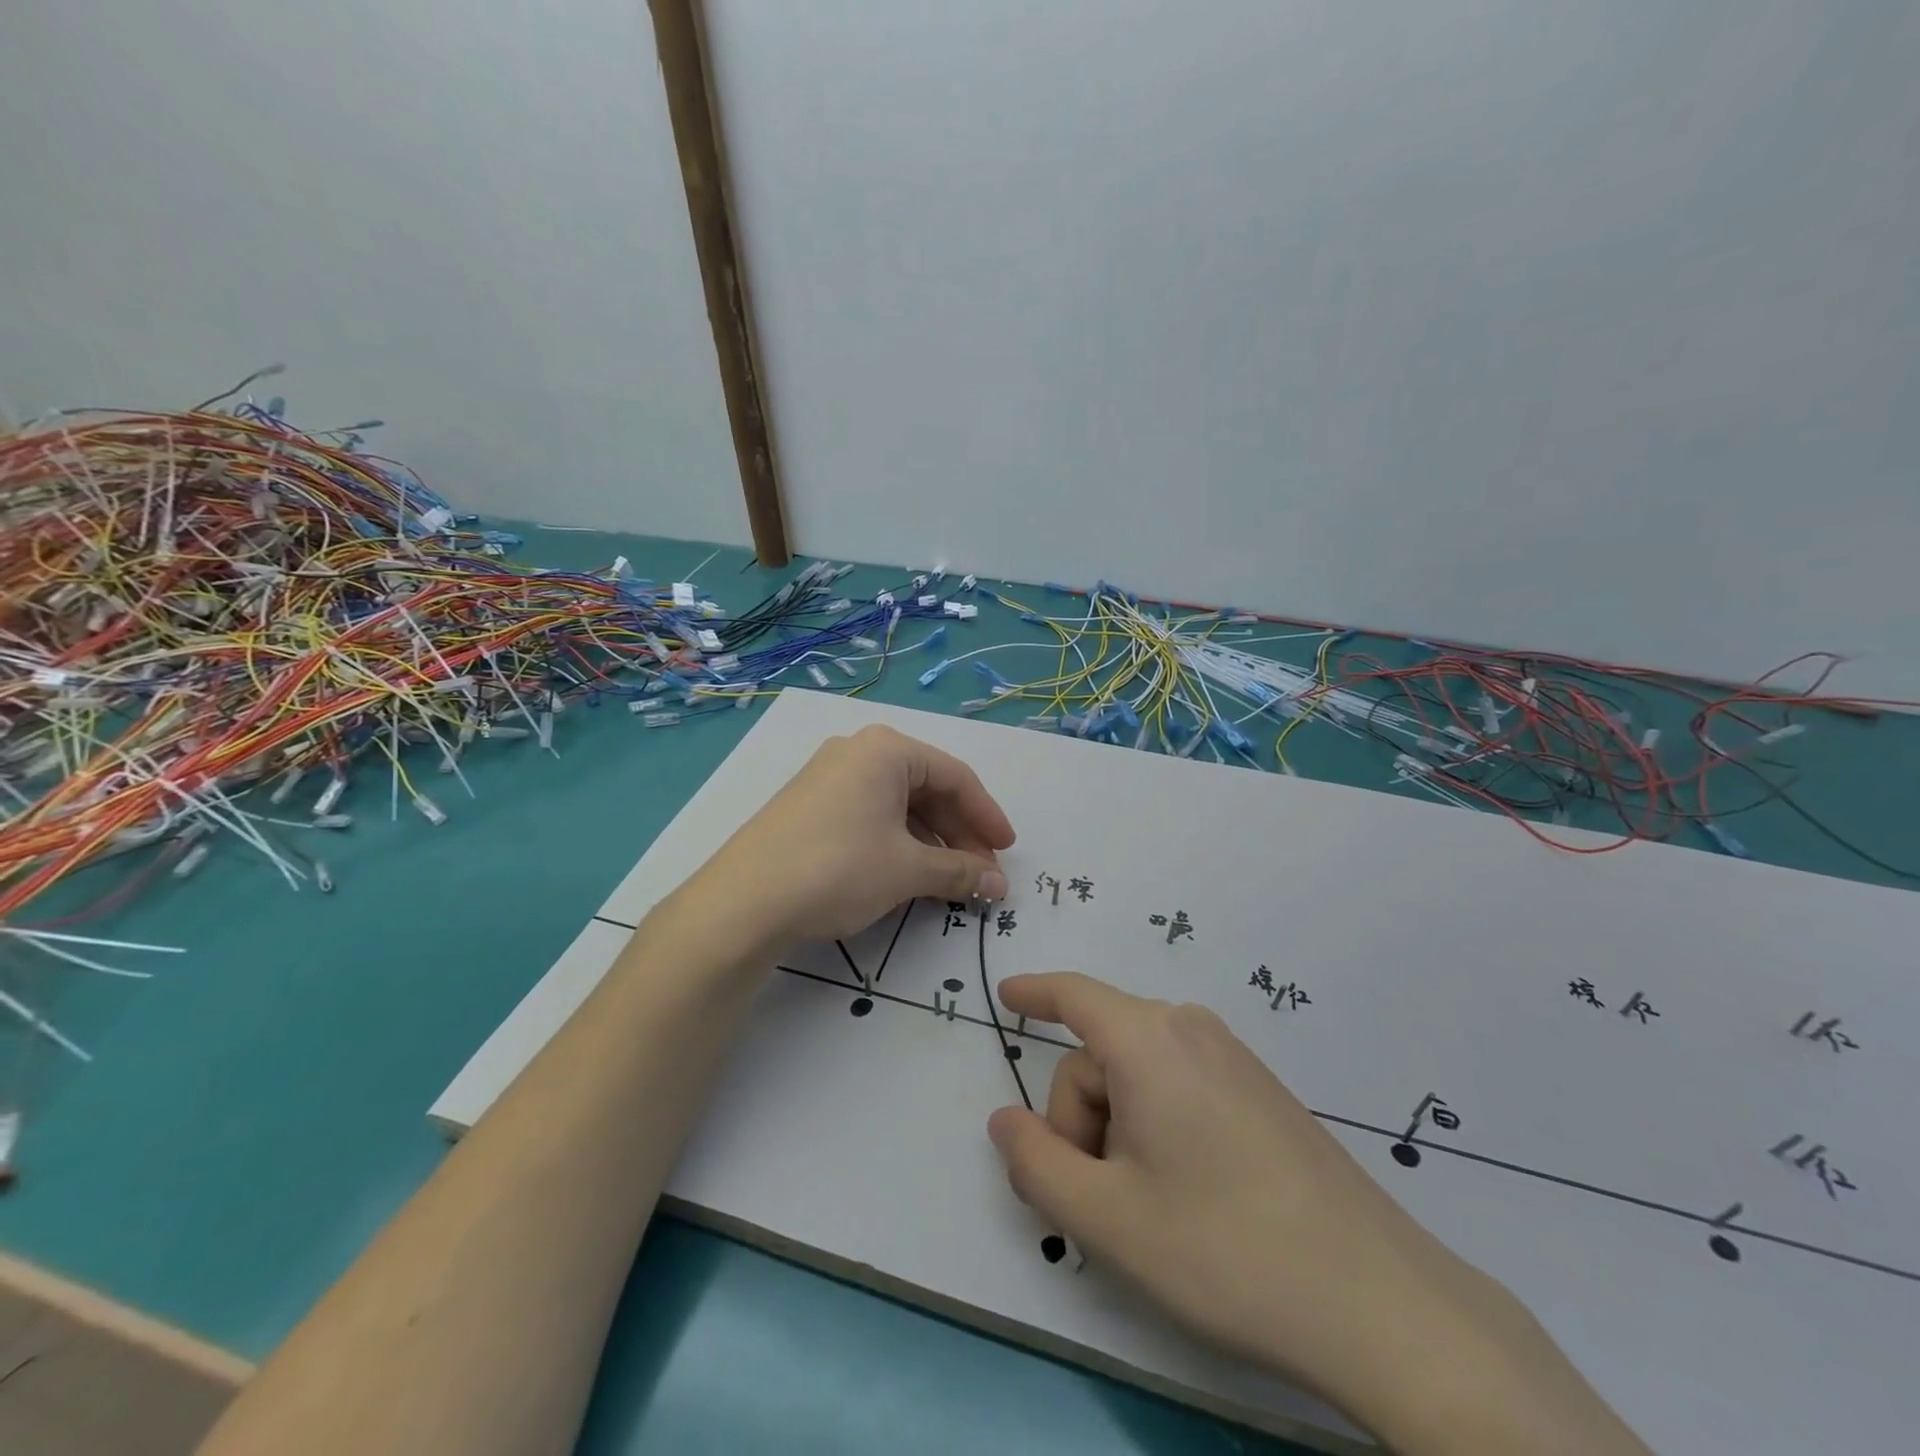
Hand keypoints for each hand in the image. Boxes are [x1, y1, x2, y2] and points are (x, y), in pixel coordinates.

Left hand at [695, 724, 1014, 947]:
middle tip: (981, 874)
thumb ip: (959, 871)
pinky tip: (908, 874)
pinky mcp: (809, 806)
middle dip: (959, 833)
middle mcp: (857, 752)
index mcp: (886, 750)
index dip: (987, 815)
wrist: (744, 902)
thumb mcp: (908, 869)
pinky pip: (870, 816)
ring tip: (949, 881)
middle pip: (927, 789)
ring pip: (898, 805)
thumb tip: (997, 885)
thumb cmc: (839, 868)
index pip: (955, 776)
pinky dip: (898, 843)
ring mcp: (828, 778)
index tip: (1007, 851)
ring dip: (931, 842)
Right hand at [986, 974, 1652, 1455]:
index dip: (1034, 992)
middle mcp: (1191, 1031)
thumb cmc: (1224, 1248)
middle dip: (1079, 1118)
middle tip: (1098, 1200)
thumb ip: (1036, 1162)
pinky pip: (1180, 1088)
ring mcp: (1233, 1060)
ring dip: (1117, 1130)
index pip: (1074, 995)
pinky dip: (1155, 1128)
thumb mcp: (1107, 1217)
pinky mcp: (1261, 1093)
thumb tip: (1005, 1119)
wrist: (1381, 1303)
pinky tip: (1188, 1197)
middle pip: (1101, 1055)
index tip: (1005, 993)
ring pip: (1139, 1075)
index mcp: (1148, 1040)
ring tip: (1148, 1209)